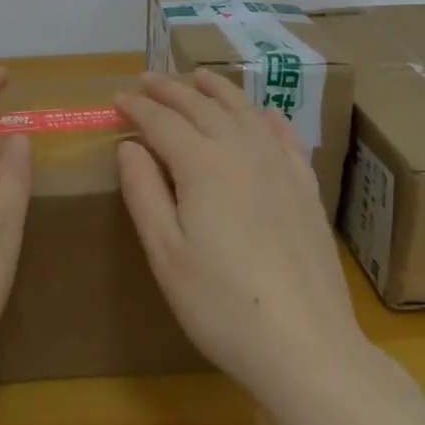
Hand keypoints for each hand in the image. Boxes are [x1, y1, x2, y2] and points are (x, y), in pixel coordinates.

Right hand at [115, 70, 366, 400]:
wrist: (306, 346)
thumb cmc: (221, 305)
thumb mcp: (166, 253)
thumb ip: (143, 192)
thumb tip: (129, 145)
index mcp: (202, 165)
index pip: (162, 122)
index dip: (137, 107)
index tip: (117, 98)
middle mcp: (242, 151)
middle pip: (201, 107)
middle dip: (171, 90)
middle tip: (148, 78)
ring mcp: (280, 166)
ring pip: (244, 111)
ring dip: (217, 90)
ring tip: (199, 77)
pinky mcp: (306, 187)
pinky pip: (284, 135)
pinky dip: (265, 115)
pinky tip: (260, 113)